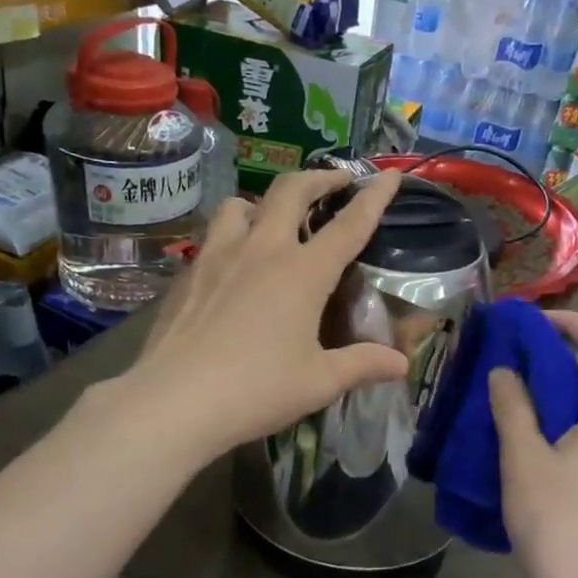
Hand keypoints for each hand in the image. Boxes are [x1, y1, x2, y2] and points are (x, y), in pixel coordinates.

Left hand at [110, 170, 409, 462]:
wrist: (175, 401)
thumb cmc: (257, 390)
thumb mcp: (320, 382)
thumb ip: (363, 365)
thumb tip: (402, 364)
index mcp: (303, 272)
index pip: (349, 224)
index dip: (374, 197)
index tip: (390, 176)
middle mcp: (261, 250)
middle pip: (291, 191)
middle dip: (319, 177)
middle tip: (335, 181)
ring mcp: (218, 257)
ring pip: (241, 205)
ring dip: (264, 203)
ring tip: (273, 220)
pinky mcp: (188, 274)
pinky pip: (213, 237)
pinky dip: (232, 235)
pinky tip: (233, 266)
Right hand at [487, 312, 577, 577]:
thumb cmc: (555, 518)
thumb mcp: (522, 457)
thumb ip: (512, 407)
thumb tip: (504, 371)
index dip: (570, 321)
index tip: (530, 324)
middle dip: (557, 358)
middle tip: (511, 362)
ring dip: (559, 393)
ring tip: (514, 401)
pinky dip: (566, 423)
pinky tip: (533, 444)